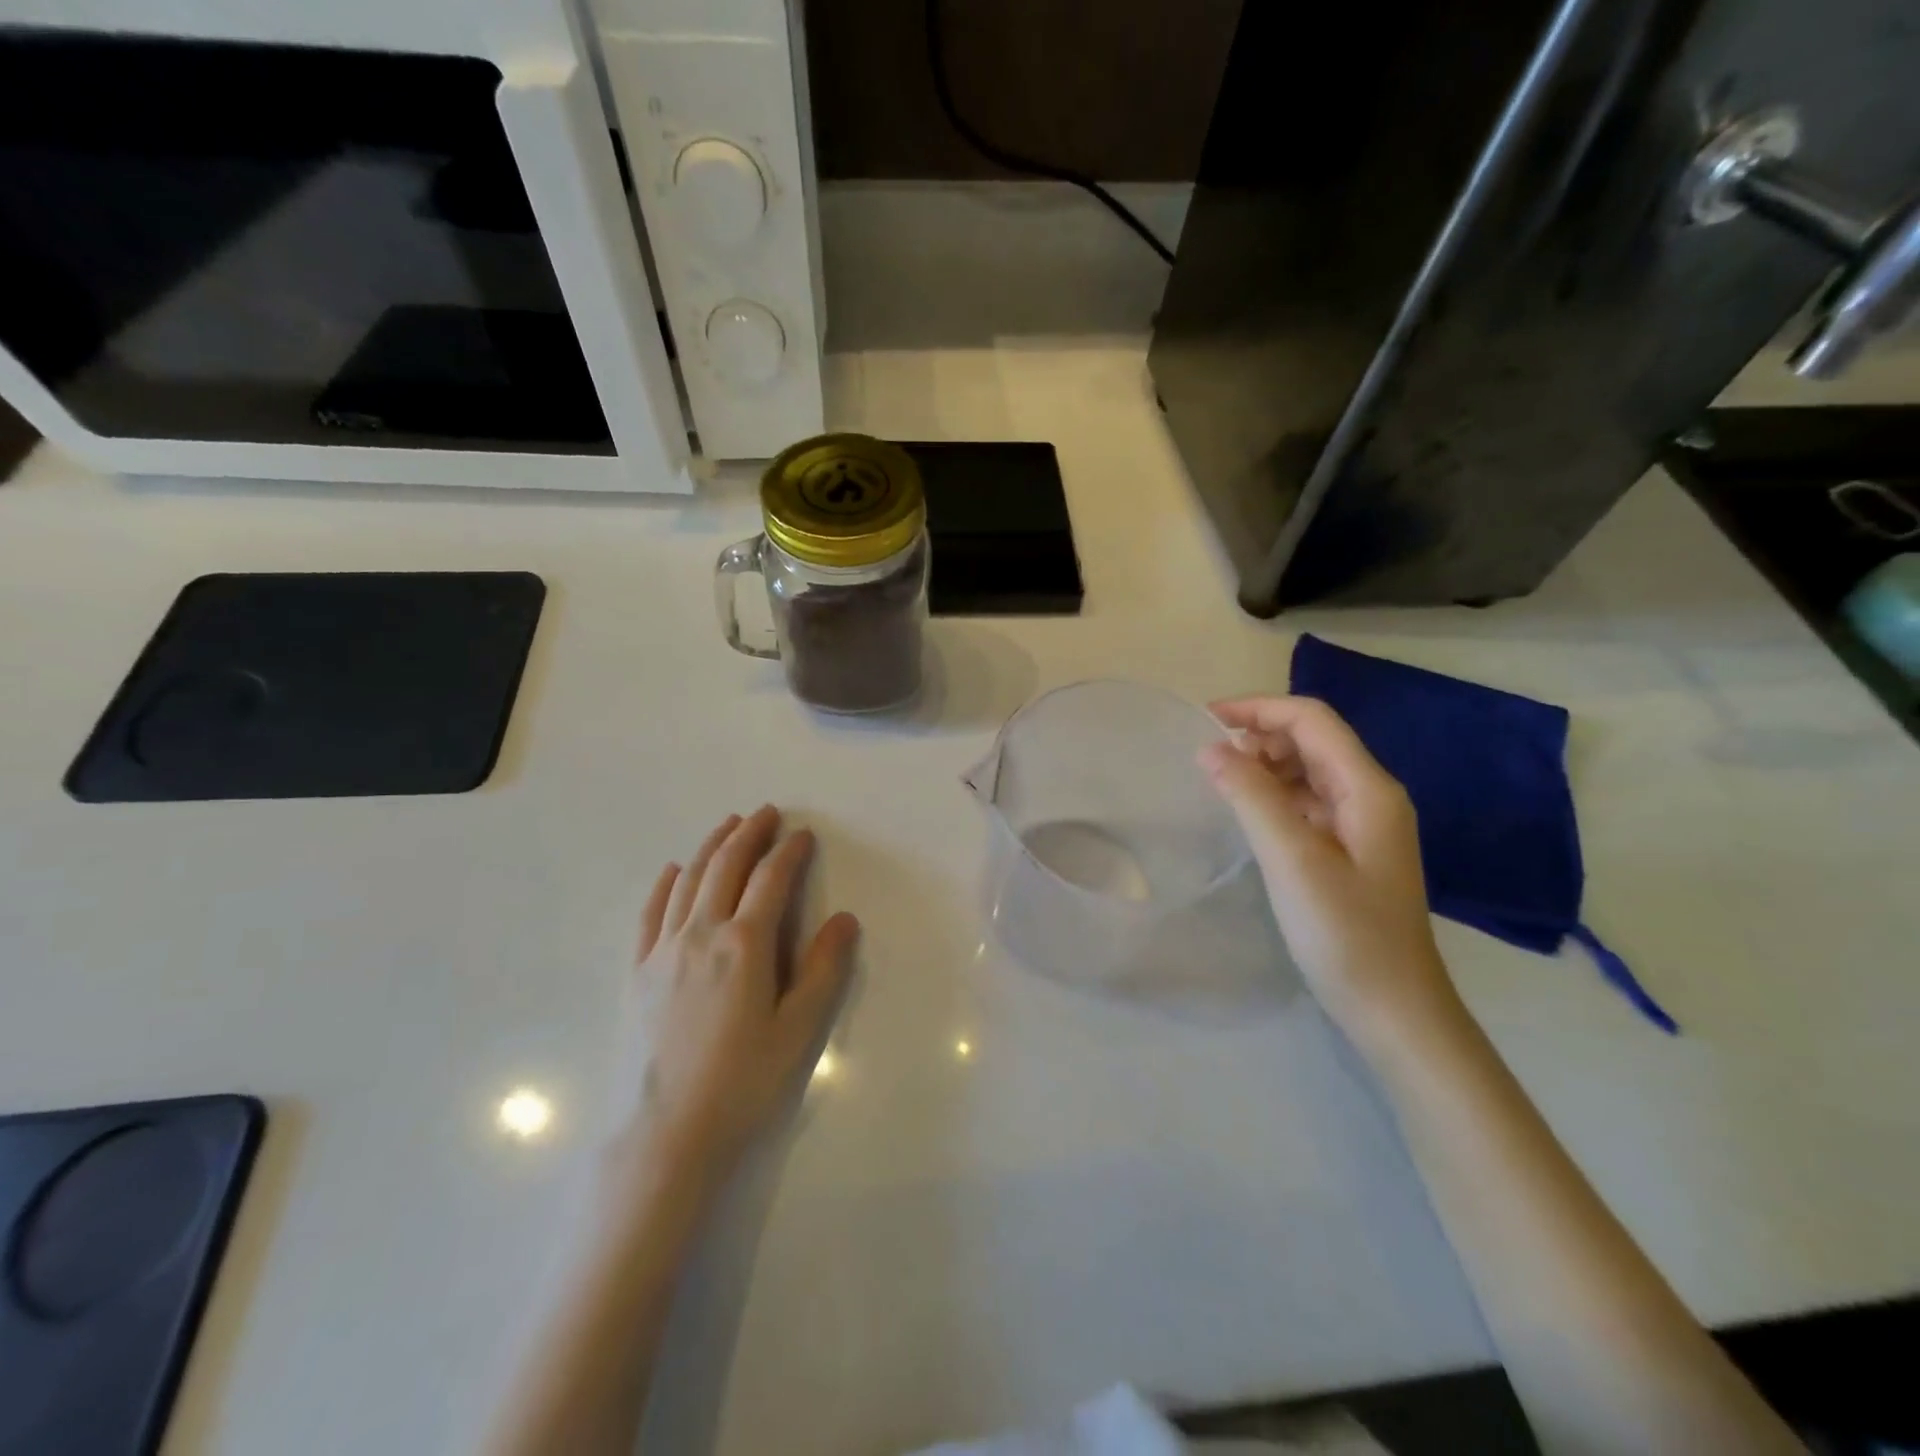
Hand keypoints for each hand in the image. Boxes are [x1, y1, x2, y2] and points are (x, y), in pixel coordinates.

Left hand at [615, 806, 858, 1189]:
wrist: (665, 1135)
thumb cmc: (742, 1082)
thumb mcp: (798, 1030)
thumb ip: (823, 969)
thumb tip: (845, 918)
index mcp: (745, 944)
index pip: (771, 880)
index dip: (789, 852)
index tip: (803, 834)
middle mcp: (701, 934)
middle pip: (726, 867)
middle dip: (748, 834)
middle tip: (766, 813)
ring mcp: (663, 951)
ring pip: (688, 881)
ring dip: (710, 846)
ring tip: (727, 825)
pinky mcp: (638, 973)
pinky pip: (649, 914)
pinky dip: (664, 884)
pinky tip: (673, 871)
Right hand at [1201, 696, 1459, 1049]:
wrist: (1394, 1010)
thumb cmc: (1346, 934)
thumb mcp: (1293, 860)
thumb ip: (1252, 798)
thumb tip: (1210, 749)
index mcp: (1367, 788)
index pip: (1311, 720)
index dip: (1258, 709)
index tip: (1205, 720)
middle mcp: (1370, 796)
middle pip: (1311, 740)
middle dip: (1258, 736)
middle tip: (1209, 761)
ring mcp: (1362, 824)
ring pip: (1307, 771)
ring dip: (1263, 766)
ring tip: (1221, 785)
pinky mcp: (1349, 850)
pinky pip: (1307, 803)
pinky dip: (1273, 797)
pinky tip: (1247, 815)